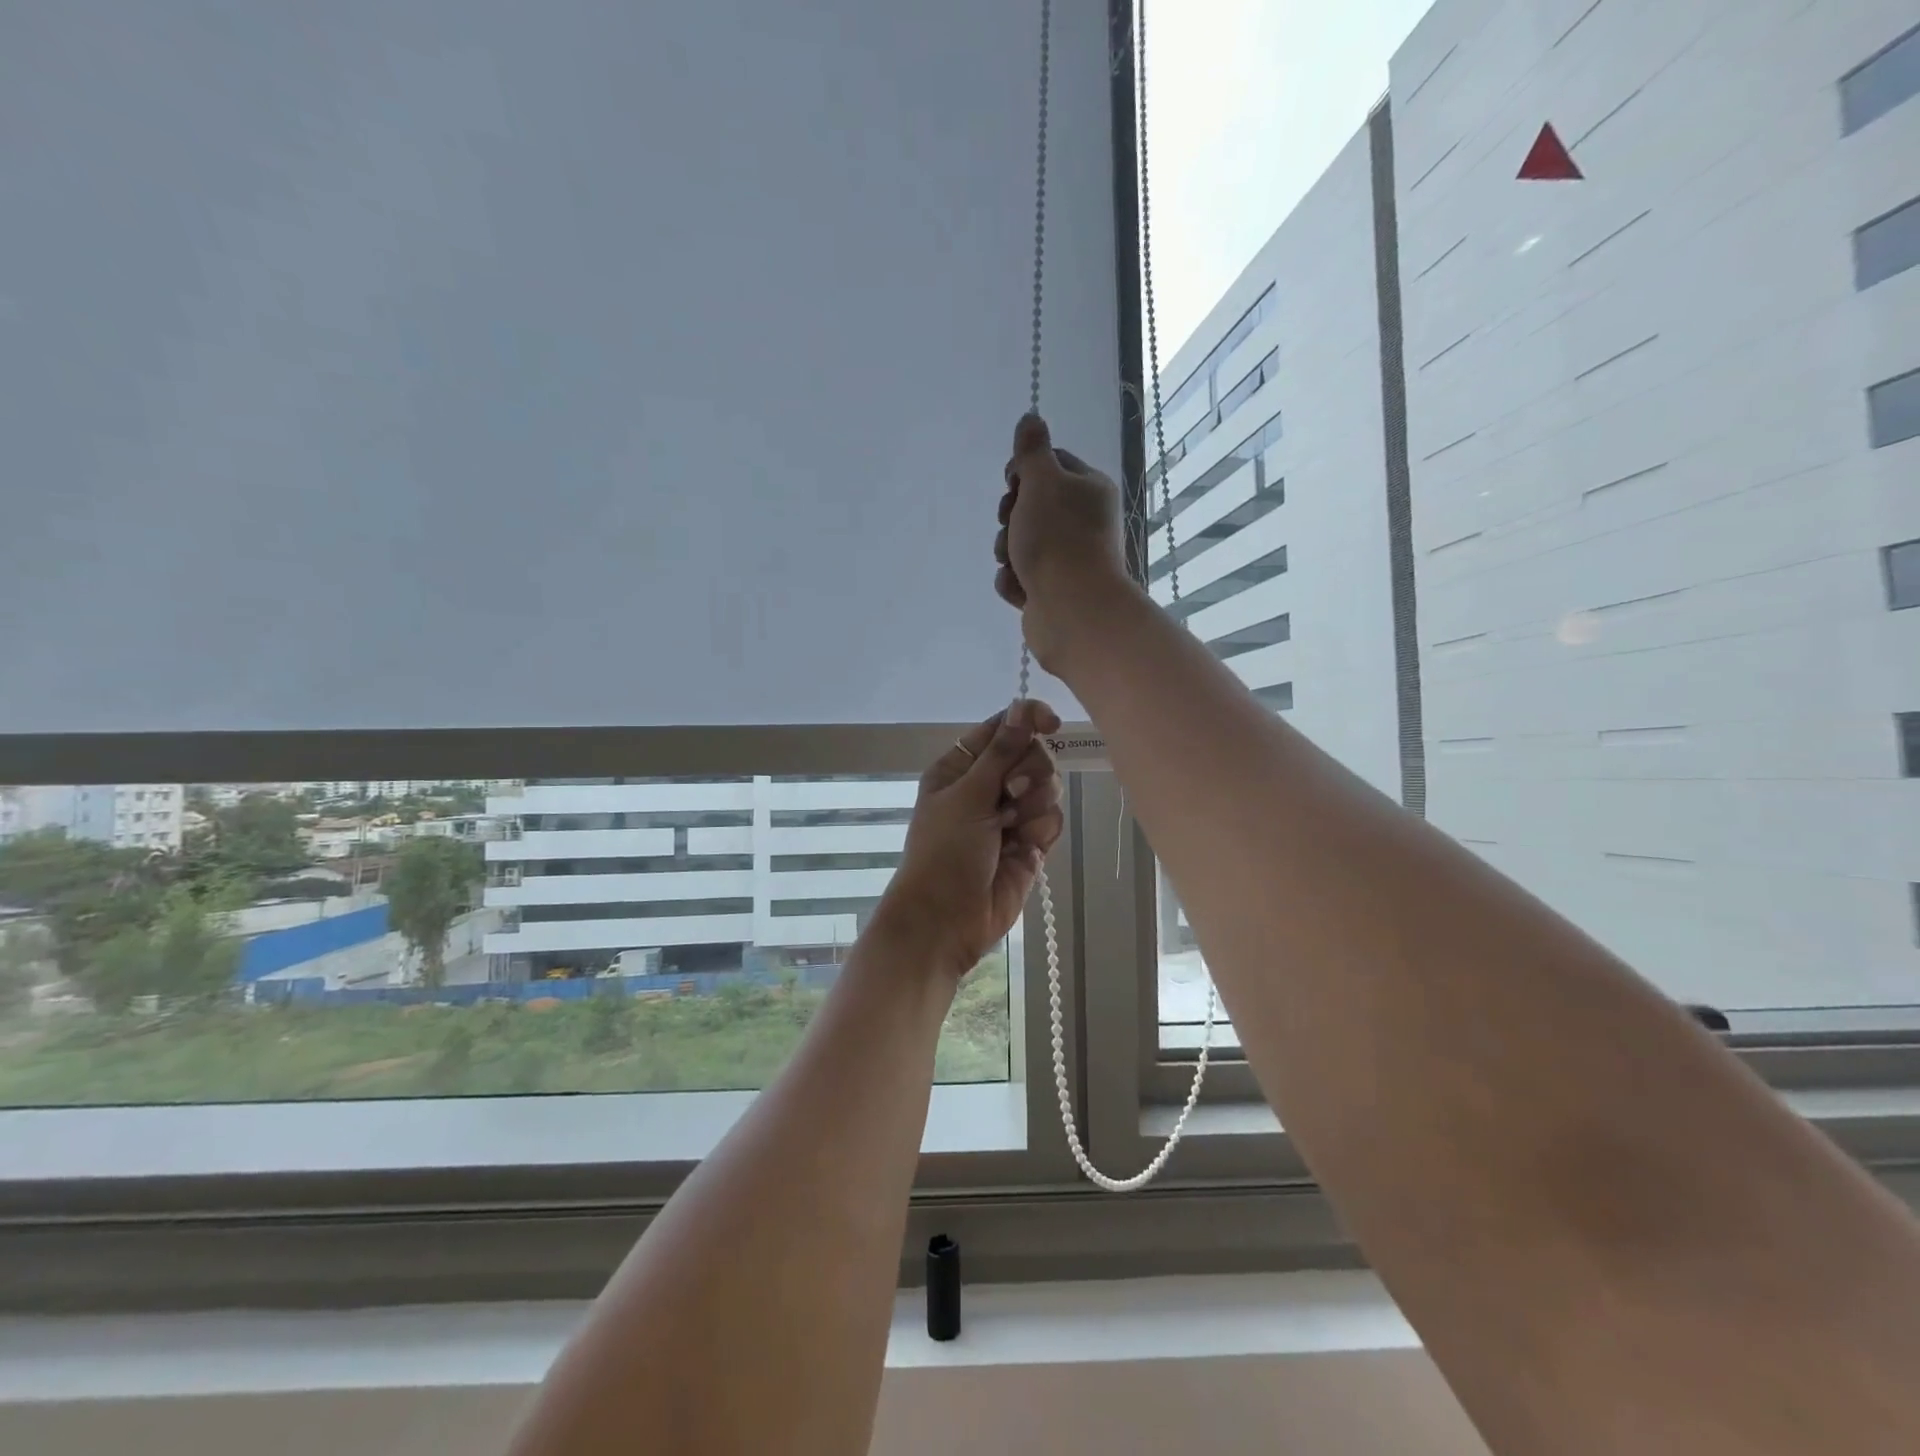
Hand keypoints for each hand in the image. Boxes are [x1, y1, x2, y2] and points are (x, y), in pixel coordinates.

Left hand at [871, 700, 1066, 976]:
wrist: (946, 919)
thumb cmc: (945, 850)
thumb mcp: (968, 794)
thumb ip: (1001, 751)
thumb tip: (1022, 706)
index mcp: (961, 767)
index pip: (1002, 728)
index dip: (1028, 720)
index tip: (1050, 724)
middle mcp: (986, 786)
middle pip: (1032, 754)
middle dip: (1030, 771)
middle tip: (1011, 793)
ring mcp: (1010, 816)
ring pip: (1048, 787)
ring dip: (1036, 803)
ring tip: (1012, 827)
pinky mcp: (1030, 843)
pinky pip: (1052, 820)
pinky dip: (1042, 830)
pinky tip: (1025, 848)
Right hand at [993, 413, 1130, 671]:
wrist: (1072, 609)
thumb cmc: (1058, 539)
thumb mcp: (1042, 481)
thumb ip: (1032, 450)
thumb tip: (1031, 418)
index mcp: (1089, 490)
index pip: (1052, 464)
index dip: (1024, 471)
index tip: (1011, 483)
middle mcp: (1084, 522)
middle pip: (1032, 505)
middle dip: (1011, 516)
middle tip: (1012, 524)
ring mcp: (1068, 559)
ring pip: (1021, 543)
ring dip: (1008, 551)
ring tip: (1016, 563)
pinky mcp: (1053, 591)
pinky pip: (1020, 577)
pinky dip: (1014, 581)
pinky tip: (1019, 588)